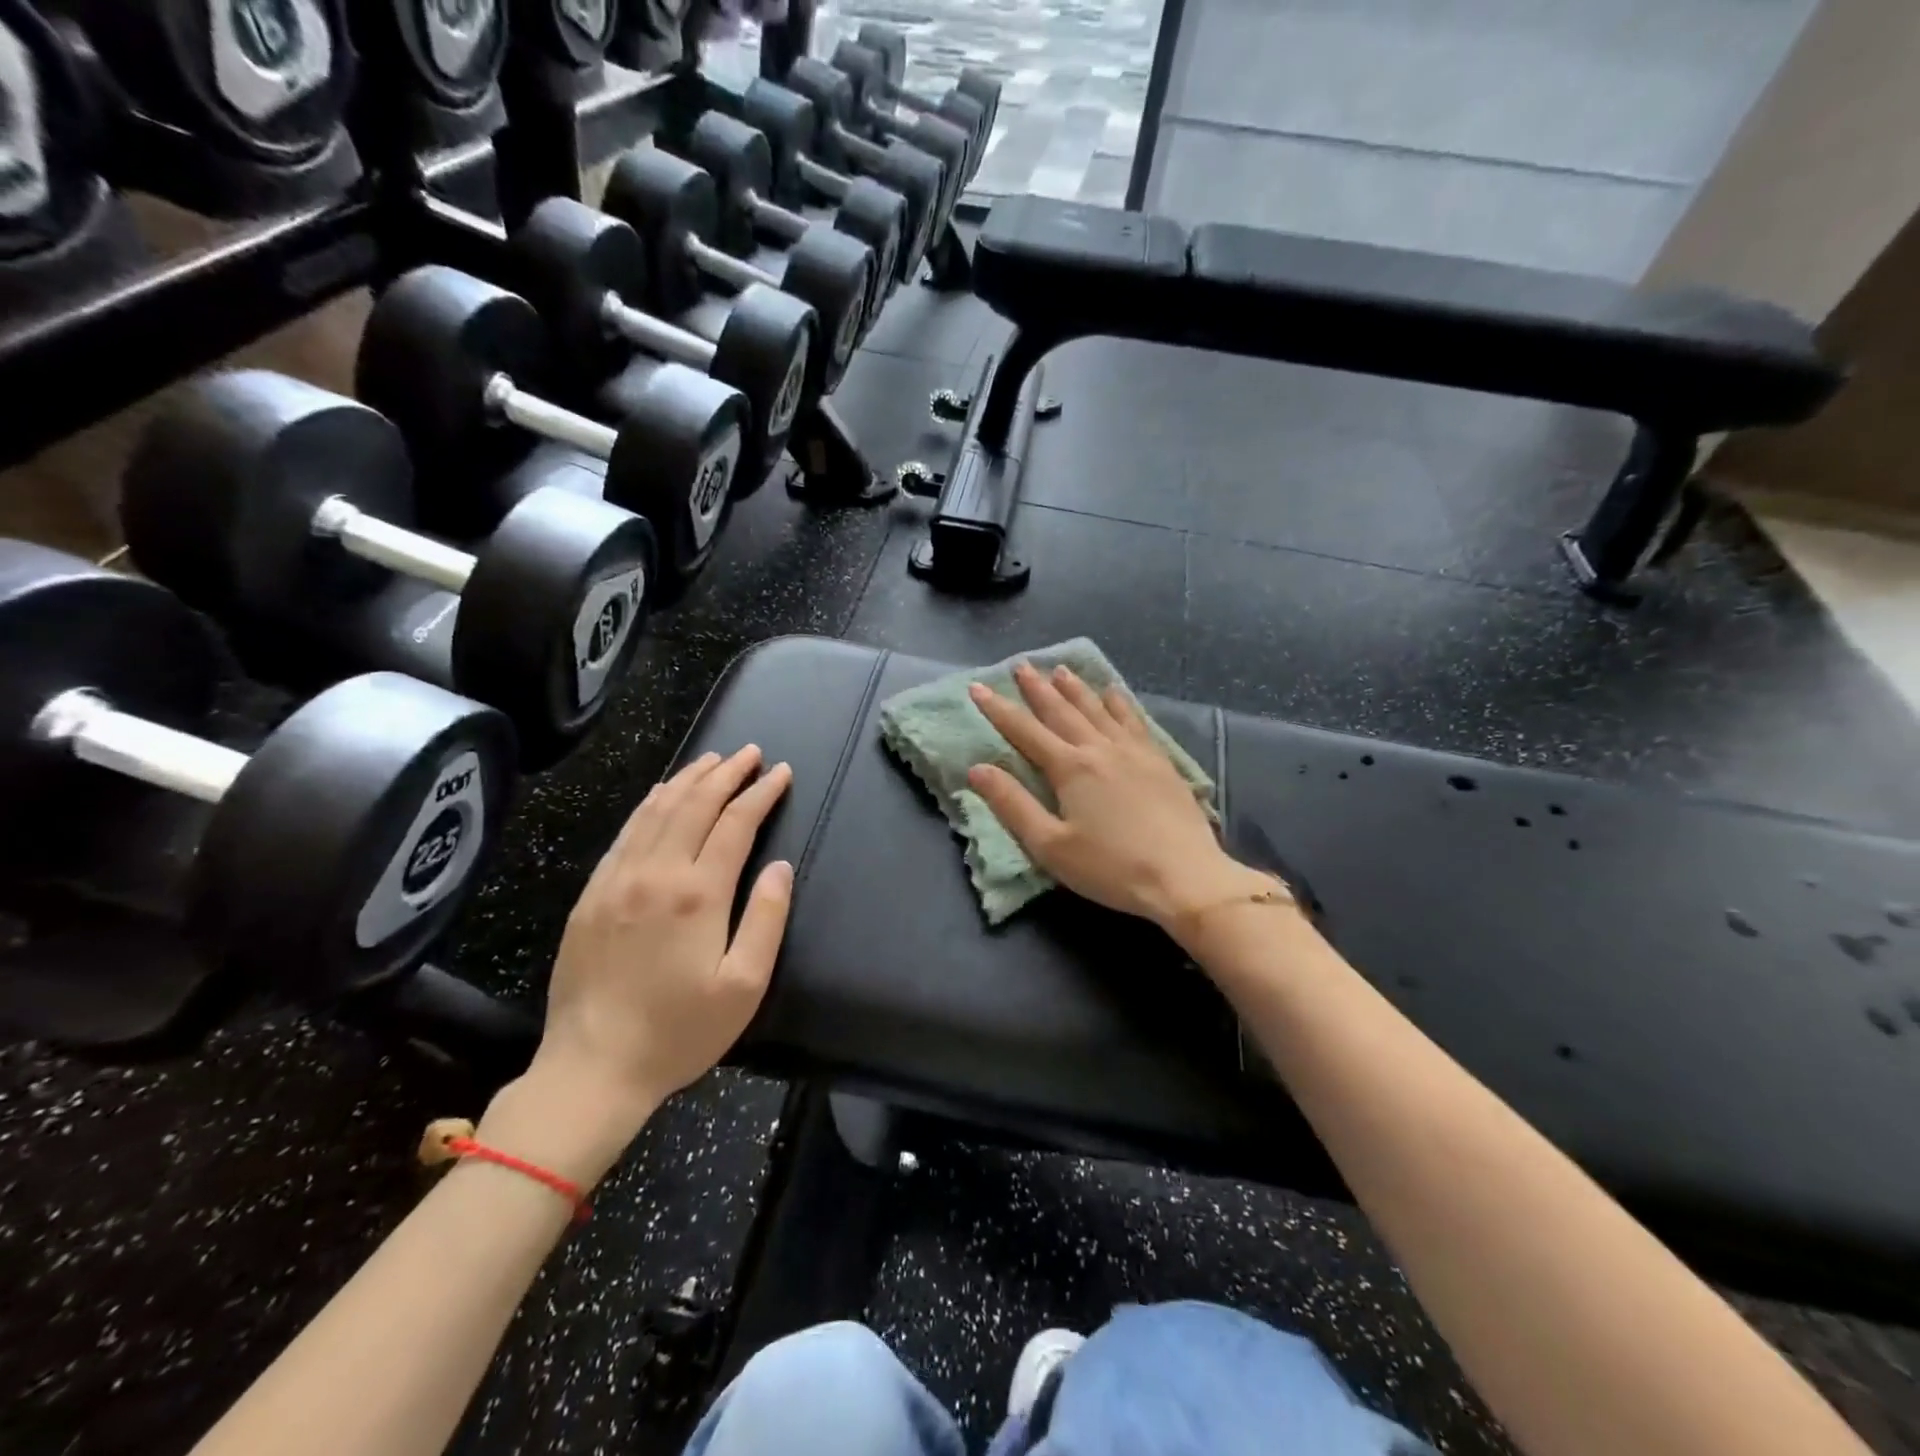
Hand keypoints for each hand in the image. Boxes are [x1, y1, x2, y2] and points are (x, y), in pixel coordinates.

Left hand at [488, 746, 793, 1184]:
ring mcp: (617, 879)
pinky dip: (651, 803)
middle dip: (727, 773)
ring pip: (657, 809)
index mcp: (697, 894)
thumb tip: (780, 867)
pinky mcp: (592, 893)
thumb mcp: (743, 986)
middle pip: (695, 804)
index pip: (736, 823)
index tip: (781, 772)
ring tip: (713, 760)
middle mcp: (656, 873)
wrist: (591, 1068)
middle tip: (751, 754)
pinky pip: (626, 832)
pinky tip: (662, 794)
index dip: (761, 792)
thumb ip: (766, 919)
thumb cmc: (678, 1032)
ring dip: (689, 779)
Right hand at [967, 663, 1274, 930]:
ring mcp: (1134, 751)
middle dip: (1038, 689)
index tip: (978, 687)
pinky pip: (1134, 720)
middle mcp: (1100, 748)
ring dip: (1076, 689)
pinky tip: (1114, 693)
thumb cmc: (1111, 868)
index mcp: (1070, 768)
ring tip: (1060, 670)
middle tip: (1022, 666)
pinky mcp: (1160, 761)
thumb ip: (1013, 805)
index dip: (999, 709)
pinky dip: (1120, 703)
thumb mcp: (1051, 846)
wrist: (1185, 876)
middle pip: (1062, 711)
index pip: (1025, 731)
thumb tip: (978, 769)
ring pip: (1098, 709)